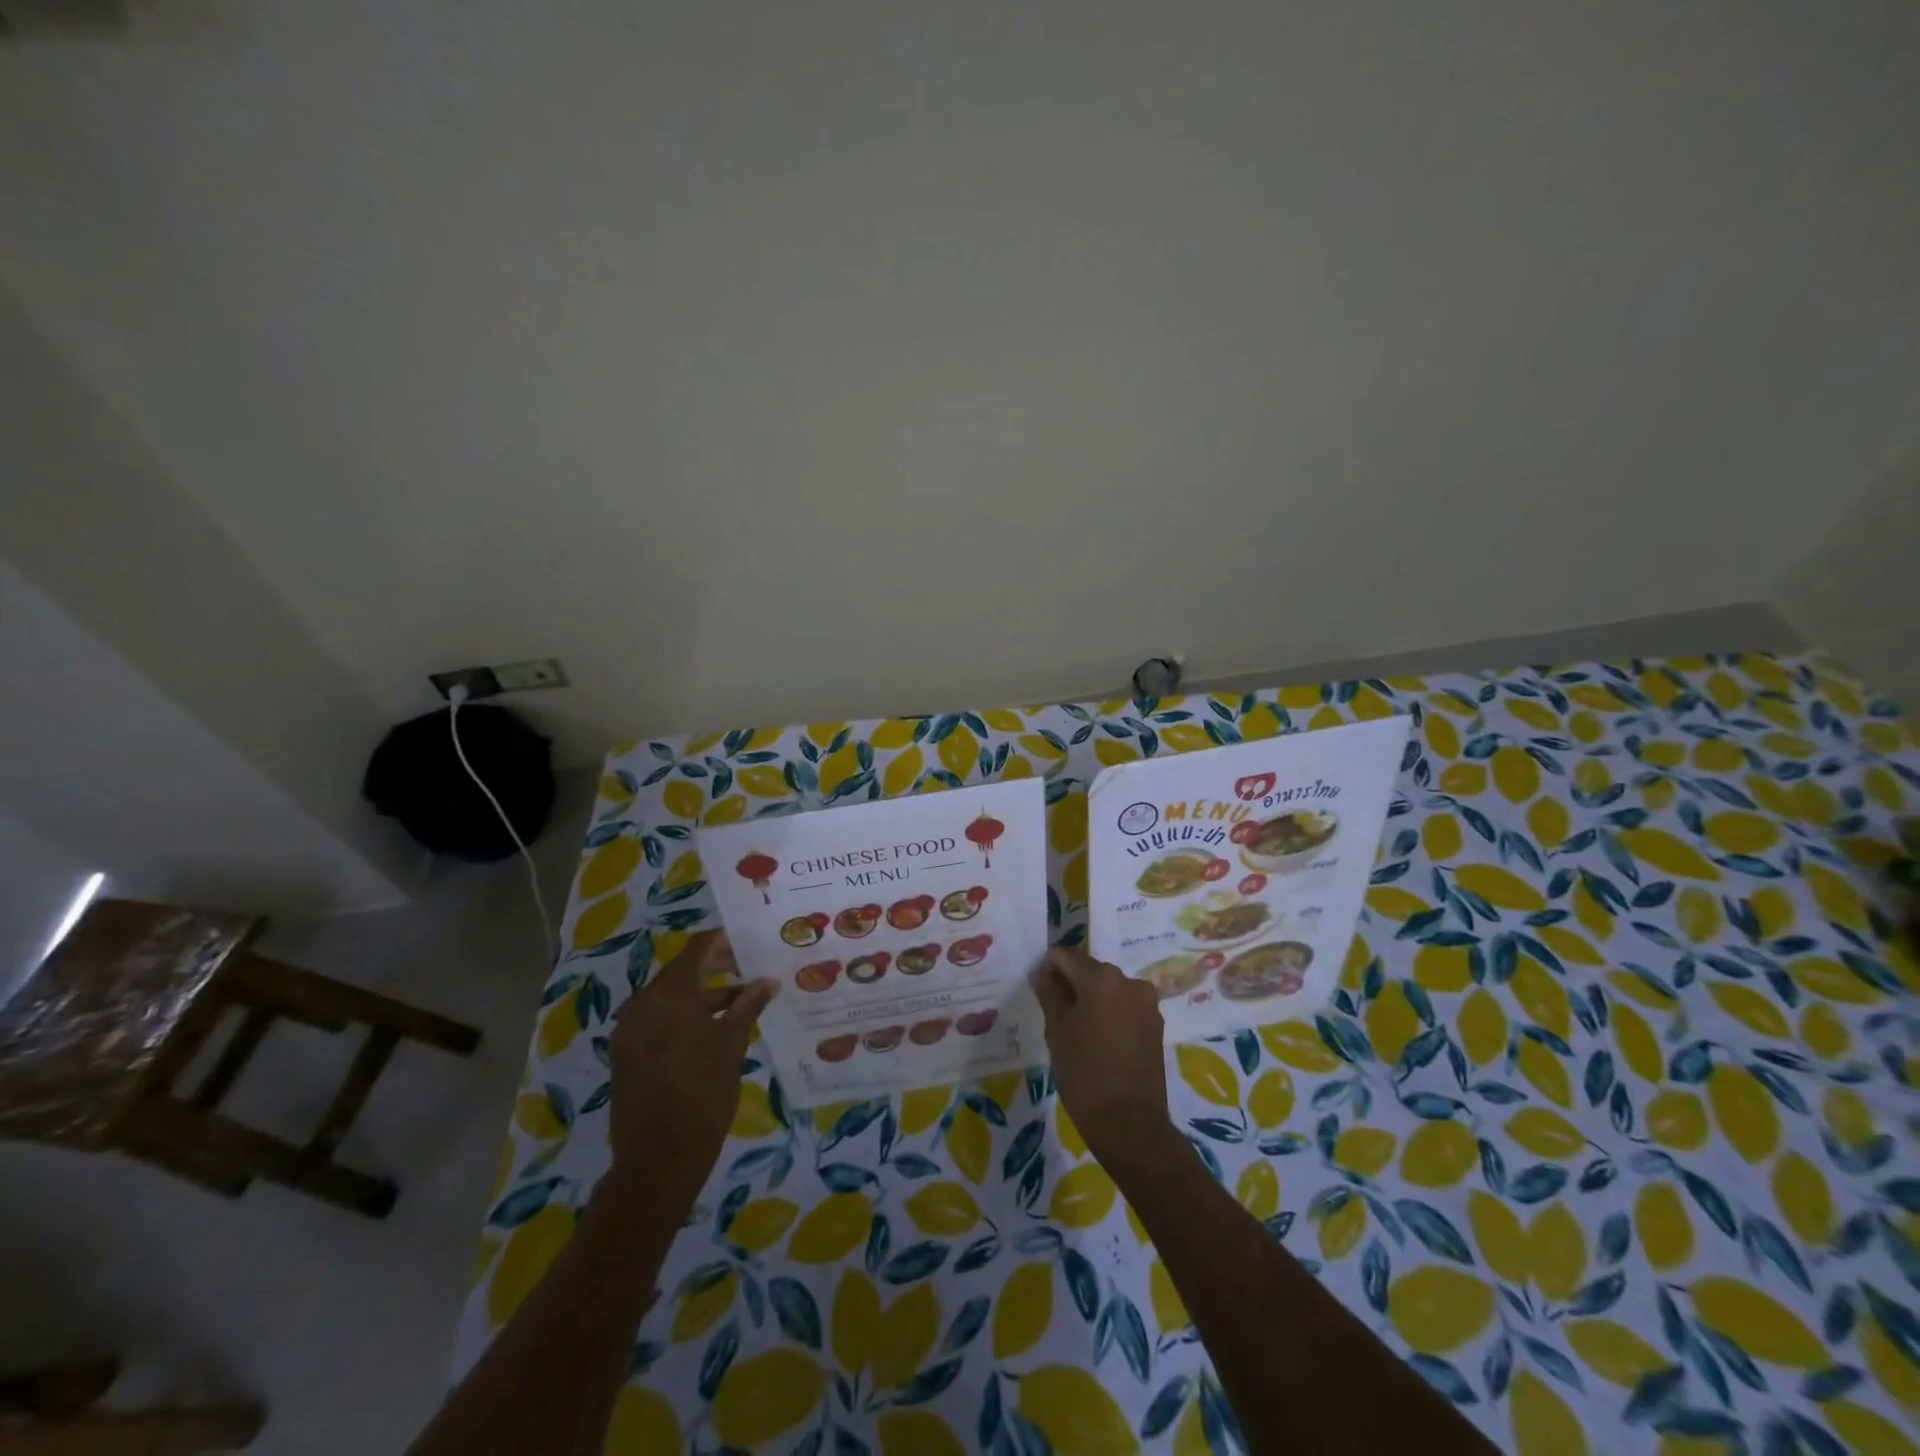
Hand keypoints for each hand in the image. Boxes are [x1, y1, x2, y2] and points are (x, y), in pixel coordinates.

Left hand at [609, 930, 775, 1193]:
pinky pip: (658, 1020)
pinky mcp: (626, 1054)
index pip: (698, 949)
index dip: (724, 941)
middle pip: (682, 971)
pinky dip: (684, 1016)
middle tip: (749, 967)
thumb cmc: (703, 1094)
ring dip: (702, 994)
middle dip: (716, 967)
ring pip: (671, 997)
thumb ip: (748, 1005)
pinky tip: (712, 1029)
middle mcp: (643, 1003)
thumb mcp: (732, 1044)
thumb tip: (767, 980)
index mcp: (669, 994)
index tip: (750, 941)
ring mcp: (630, 1029)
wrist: (658, 1160)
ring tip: (739, 1001)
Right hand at [1031, 946, 1175, 1170]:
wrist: (1129, 1124)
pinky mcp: (1156, 1024)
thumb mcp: (1056, 1032)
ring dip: (1092, 999)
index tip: (1039, 990)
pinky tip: (1099, 1040)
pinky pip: (1125, 1007)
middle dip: (1071, 984)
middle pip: (1090, 970)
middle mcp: (1128, 981)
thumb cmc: (1084, 1074)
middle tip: (1055, 1013)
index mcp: (1101, 978)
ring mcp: (1147, 1003)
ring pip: (1109, 989)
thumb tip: (1042, 973)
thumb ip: (1049, 994)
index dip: (1048, 969)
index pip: (1066, 956)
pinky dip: (1110, 1014)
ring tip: (1078, 1031)